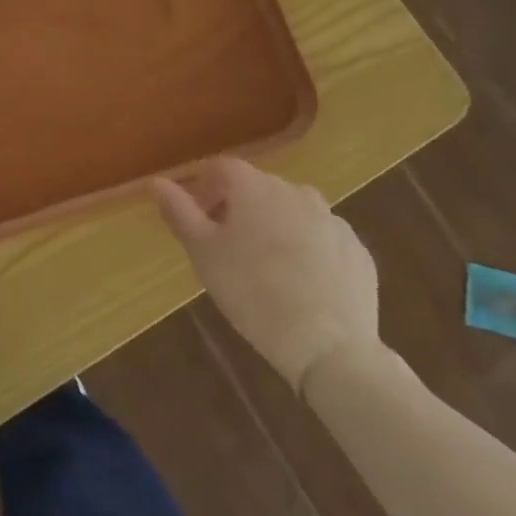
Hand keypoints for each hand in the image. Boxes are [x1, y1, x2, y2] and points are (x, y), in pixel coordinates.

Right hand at [153, 157, 381, 390]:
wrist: (330, 348)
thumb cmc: (253, 293)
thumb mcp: (204, 254)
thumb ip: (180, 212)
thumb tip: (157, 182)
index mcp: (255, 187)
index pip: (222, 168)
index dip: (204, 186)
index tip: (197, 216)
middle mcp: (295, 191)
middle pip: (259, 188)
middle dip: (239, 207)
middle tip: (227, 245)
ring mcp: (332, 220)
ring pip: (294, 212)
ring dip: (276, 226)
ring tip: (267, 265)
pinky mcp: (358, 251)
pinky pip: (323, 239)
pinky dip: (309, 250)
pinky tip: (303, 283)